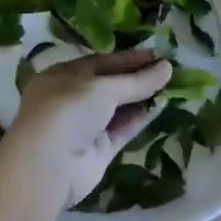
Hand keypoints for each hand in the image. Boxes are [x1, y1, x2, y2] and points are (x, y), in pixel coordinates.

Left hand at [0, 49, 173, 210]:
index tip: (156, 54)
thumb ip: (137, 80)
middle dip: (137, 77)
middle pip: (110, 85)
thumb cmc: (69, 109)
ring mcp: (85, 126)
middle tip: (168, 70)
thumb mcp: (104, 87)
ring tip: (171, 86)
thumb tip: (167, 67)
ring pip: (118, 107)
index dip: (128, 58)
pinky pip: (122, 129)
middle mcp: (72, 99)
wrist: (49, 165)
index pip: (101, 62)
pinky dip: (140, 118)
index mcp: (63, 76)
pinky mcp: (97, 150)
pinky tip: (160, 106)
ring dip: (142, 97)